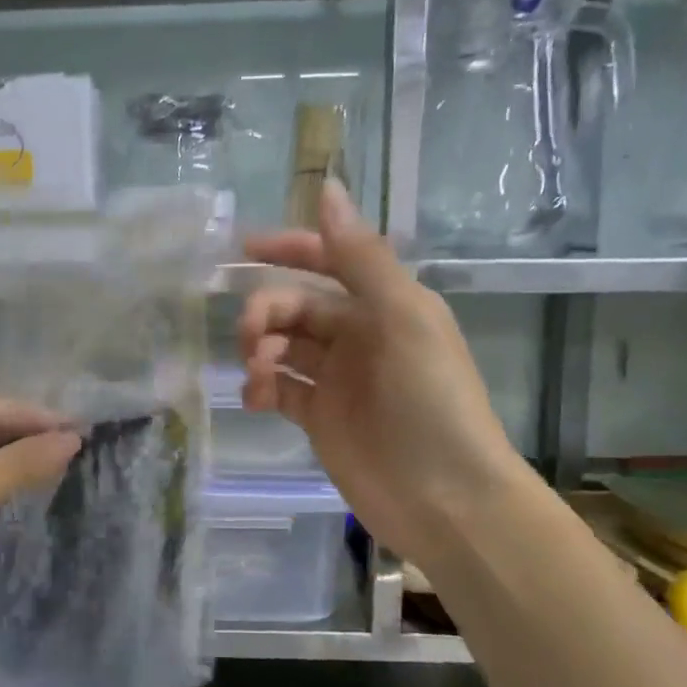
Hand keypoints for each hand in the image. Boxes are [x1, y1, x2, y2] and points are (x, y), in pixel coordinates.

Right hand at [240, 181, 527, 560]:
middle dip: (267, 311)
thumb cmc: (429, 400)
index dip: (289, 249)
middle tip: (251, 335)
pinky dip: (261, 387)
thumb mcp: (401, 317)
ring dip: (260, 350)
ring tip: (257, 371)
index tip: (243, 249)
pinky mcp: (320, 418)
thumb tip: (327, 189)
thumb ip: (359, 257)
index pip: (330, 261)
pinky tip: (255, 398)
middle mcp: (360, 336)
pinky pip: (280, 389)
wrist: (443, 497)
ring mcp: (338, 380)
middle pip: (298, 306)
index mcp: (386, 304)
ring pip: (283, 347)